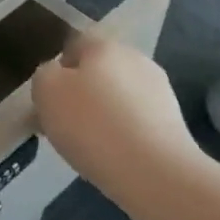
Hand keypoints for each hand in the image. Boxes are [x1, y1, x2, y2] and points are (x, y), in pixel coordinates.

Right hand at [31, 34, 200, 199]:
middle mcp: (136, 60)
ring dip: (102, 115)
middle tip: (62, 123)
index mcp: (104, 46)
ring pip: (118, 98)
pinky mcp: (174, 125)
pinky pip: (136, 122)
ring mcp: (160, 92)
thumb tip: (56, 77)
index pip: (74, 45)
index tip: (47, 98)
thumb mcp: (46, 91)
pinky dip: (122, 135)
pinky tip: (112, 157)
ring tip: (87, 146)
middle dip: (80, 93)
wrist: (155, 174)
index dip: (57, 69)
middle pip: (98, 72)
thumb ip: (45, 75)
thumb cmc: (92, 124)